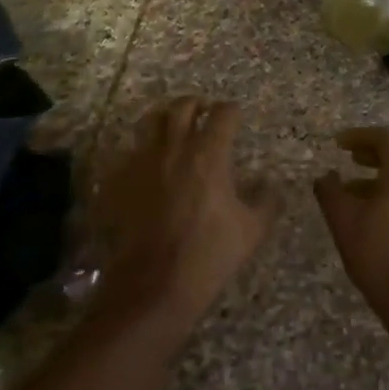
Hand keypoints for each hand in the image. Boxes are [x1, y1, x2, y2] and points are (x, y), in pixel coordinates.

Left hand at [91, 97, 276, 330]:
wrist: (153, 285)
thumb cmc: (208, 255)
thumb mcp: (252, 230)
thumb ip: (266, 200)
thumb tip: (269, 183)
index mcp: (209, 154)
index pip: (223, 113)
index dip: (232, 111)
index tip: (236, 116)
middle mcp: (174, 148)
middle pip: (182, 107)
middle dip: (196, 104)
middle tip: (204, 112)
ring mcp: (142, 162)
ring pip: (151, 121)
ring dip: (165, 118)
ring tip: (173, 128)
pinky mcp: (119, 180)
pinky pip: (130, 151)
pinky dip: (142, 149)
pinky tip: (149, 163)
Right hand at [314, 127, 388, 325]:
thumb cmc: (377, 252)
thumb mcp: (343, 219)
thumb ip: (329, 191)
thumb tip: (325, 176)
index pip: (384, 138)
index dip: (359, 135)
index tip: (337, 144)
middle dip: (368, 154)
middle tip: (347, 158)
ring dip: (374, 177)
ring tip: (348, 191)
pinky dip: (384, 194)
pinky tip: (364, 216)